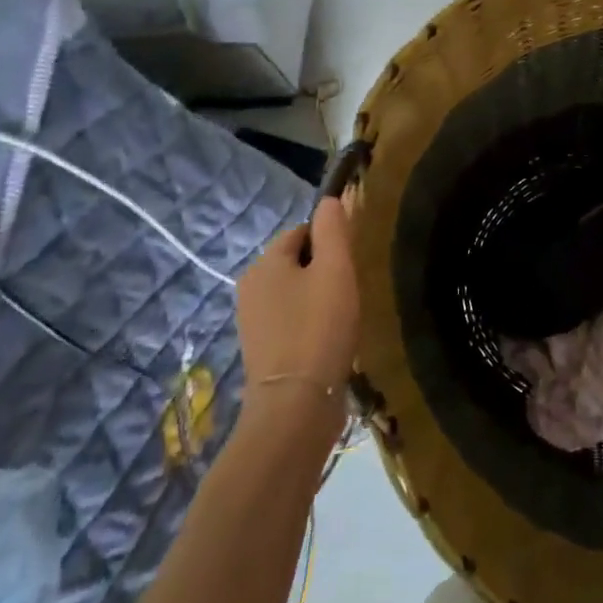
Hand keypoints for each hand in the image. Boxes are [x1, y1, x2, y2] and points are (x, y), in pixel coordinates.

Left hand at [234, 197, 359, 430]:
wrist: (296, 402)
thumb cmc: (319, 327)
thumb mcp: (335, 270)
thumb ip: (333, 230)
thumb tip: (331, 199)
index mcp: (264, 264)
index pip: (300, 232)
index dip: (330, 240)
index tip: (352, 262)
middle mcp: (250, 287)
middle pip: (295, 262)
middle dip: (323, 270)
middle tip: (351, 289)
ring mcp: (252, 321)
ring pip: (293, 292)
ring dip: (318, 297)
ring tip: (343, 316)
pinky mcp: (262, 350)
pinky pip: (290, 320)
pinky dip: (310, 322)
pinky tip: (330, 339)